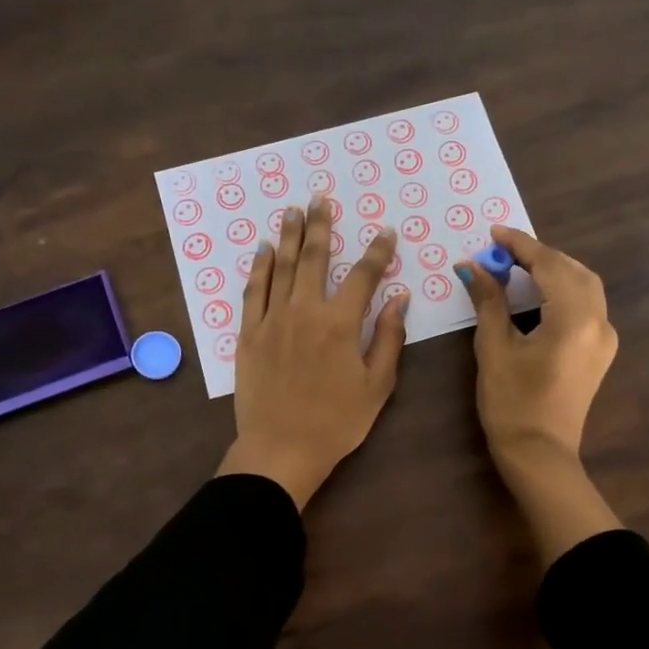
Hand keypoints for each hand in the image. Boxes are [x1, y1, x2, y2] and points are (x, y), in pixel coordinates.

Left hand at [217, 198, 407, 507]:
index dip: (377, 251)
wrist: (281, 449)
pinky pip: (254, 291)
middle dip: (321, 225)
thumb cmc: (336, 422)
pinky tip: (264, 250)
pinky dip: (260, 267)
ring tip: (293, 210)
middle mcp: (305, 312)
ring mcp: (272, 320)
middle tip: (322, 198)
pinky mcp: (249, 333)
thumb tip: (399, 298)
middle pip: (314, 258)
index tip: (386, 232)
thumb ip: (388, 338)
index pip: (363, 276)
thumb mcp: (376, 386)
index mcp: (340, 324)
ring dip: (289, 236)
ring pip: (282, 267)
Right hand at [459, 226, 621, 563]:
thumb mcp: (494, 348)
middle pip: (573, 270)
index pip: (549, 266)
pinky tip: (539, 292)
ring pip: (585, 285)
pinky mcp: (601, 351)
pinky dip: (564, 289)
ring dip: (555, 269)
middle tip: (503, 250)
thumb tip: (473, 266)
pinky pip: (587, 305)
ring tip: (519, 265)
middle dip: (540, 255)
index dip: (520, 245)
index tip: (493, 232)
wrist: (539, 454)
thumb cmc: (511, 404)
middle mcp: (599, 322)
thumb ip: (489, 300)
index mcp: (574, 319)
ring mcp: (605, 338)